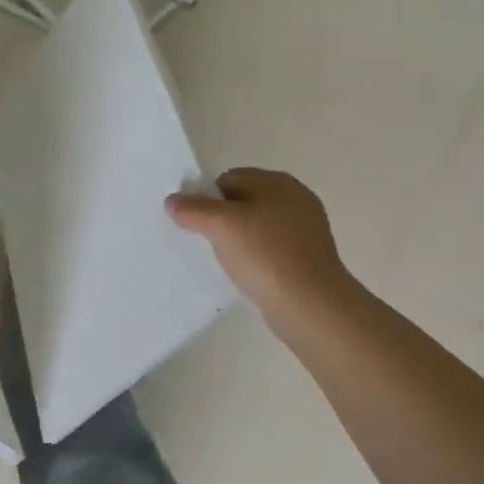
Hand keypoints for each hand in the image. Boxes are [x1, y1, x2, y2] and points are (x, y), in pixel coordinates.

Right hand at [167, 169, 360, 333]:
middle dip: (223, 220)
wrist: (310, 304)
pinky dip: (257, 258)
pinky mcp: (308, 256)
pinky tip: (250, 274)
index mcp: (277, 182)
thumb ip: (193, 209)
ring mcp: (306, 228)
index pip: (228, 179)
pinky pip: (271, 249)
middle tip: (210, 243)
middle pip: (243, 201)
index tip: (198, 225)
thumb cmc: (265, 255)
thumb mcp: (221, 226)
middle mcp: (296, 198)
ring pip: (257, 227)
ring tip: (230, 262)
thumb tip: (173, 201)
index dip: (208, 199)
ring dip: (239, 241)